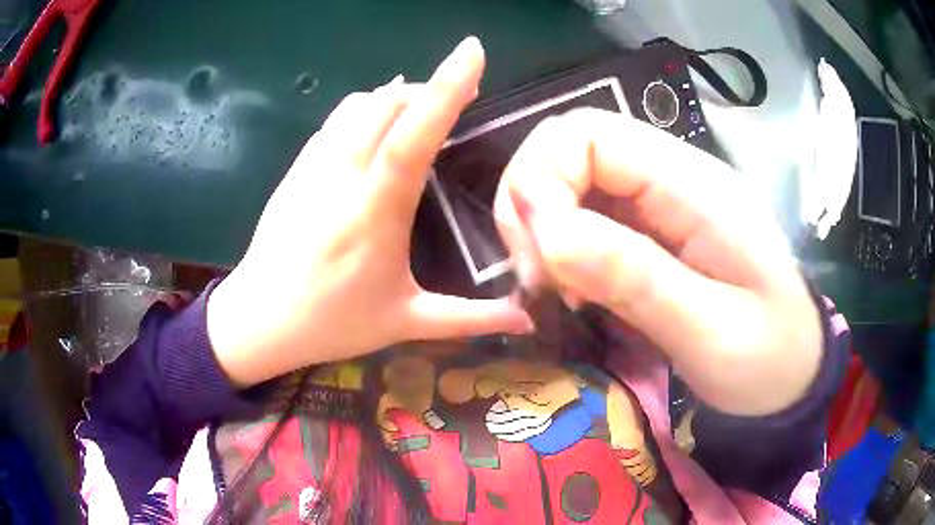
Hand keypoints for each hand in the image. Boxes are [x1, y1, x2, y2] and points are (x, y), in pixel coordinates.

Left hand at [208, 37, 531, 387]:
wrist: (259, 320)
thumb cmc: (332, 324)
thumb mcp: (406, 322)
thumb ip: (470, 318)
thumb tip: (527, 323)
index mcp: (375, 212)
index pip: (414, 136)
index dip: (446, 88)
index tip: (472, 50)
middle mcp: (341, 177)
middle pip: (386, 104)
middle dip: (427, 90)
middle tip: (459, 101)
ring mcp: (312, 168)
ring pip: (357, 105)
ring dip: (395, 97)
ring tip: (420, 113)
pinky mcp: (295, 170)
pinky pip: (335, 122)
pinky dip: (363, 111)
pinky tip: (374, 131)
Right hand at [495, 109, 821, 415]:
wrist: (793, 372)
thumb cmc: (768, 359)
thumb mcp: (710, 332)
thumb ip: (636, 279)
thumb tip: (547, 234)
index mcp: (697, 186)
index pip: (589, 134)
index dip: (543, 181)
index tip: (539, 257)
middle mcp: (674, 176)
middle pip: (570, 145)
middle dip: (531, 203)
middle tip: (537, 276)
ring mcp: (662, 200)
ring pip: (571, 177)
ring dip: (540, 227)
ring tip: (554, 289)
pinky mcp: (653, 227)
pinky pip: (586, 213)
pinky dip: (558, 245)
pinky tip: (570, 288)